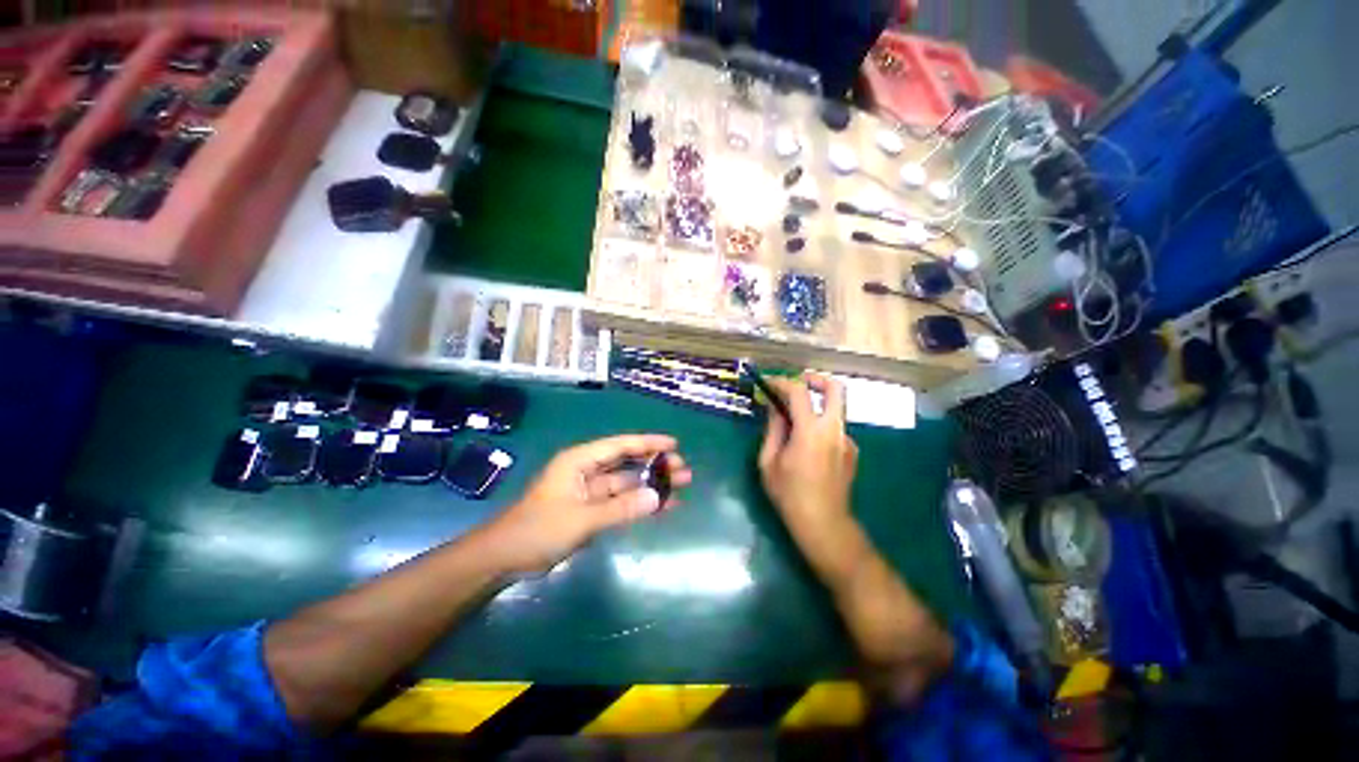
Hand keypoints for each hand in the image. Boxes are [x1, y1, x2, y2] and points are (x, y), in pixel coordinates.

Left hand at [489, 434, 690, 571]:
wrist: (504, 558)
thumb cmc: (538, 530)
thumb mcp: (581, 519)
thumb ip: (620, 508)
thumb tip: (658, 497)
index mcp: (580, 460)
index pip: (621, 445)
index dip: (649, 443)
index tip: (674, 445)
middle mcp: (587, 470)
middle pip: (627, 462)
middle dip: (655, 464)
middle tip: (684, 469)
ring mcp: (589, 490)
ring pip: (627, 482)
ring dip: (651, 485)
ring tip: (681, 486)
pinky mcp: (590, 509)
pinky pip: (620, 501)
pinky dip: (639, 503)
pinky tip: (661, 507)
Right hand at [758, 374, 857, 541]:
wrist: (824, 524)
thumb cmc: (789, 494)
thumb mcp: (769, 461)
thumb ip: (773, 429)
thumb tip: (775, 407)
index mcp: (810, 431)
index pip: (799, 391)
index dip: (782, 382)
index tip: (769, 383)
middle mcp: (834, 429)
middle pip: (835, 388)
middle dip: (815, 379)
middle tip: (796, 385)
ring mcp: (847, 440)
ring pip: (835, 409)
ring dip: (816, 406)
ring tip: (794, 423)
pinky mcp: (852, 451)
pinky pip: (835, 428)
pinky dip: (820, 427)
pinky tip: (808, 447)